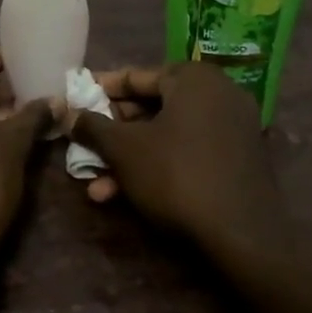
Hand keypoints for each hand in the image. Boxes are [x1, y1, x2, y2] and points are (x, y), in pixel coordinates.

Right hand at [64, 63, 281, 249]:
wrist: (242, 236)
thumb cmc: (176, 176)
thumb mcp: (123, 149)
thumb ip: (92, 127)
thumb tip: (68, 114)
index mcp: (194, 79)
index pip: (136, 76)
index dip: (100, 91)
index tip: (74, 101)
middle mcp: (219, 95)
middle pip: (152, 107)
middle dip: (113, 133)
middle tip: (85, 146)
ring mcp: (233, 129)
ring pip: (166, 136)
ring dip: (129, 159)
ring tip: (97, 187)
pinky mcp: (238, 161)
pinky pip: (187, 152)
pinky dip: (157, 167)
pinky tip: (125, 196)